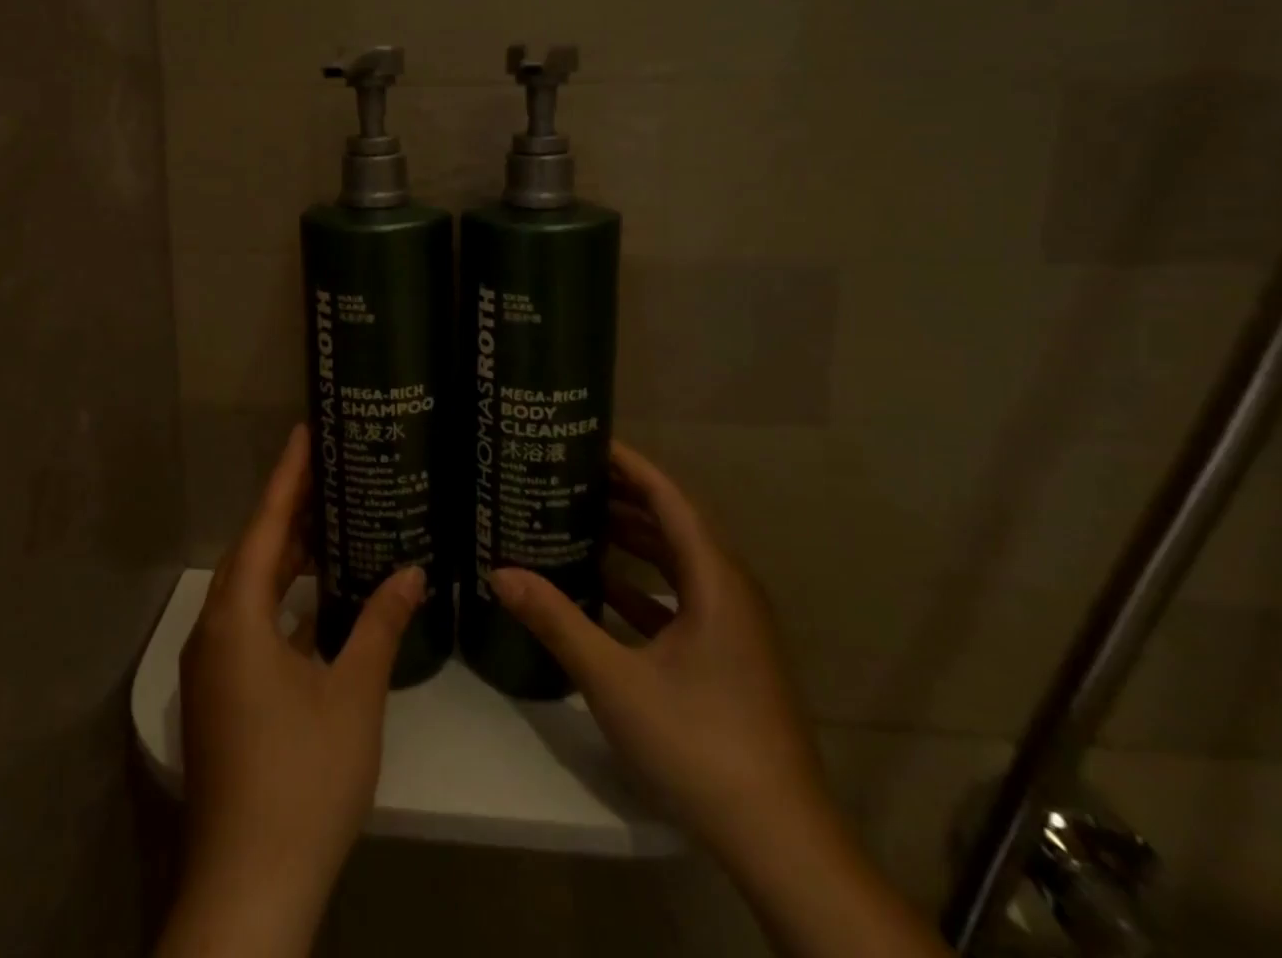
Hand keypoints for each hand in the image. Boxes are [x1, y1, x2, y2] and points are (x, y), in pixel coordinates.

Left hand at [158, 425, 424, 957]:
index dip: (287, 476)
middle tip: (330, 471)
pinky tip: (314, 599)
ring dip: (284, 556)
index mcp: (237, 617)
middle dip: (288, 510)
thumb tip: (412, 570)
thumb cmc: (302, 779)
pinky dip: (280, 597)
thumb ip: (381, 624)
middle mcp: (214, 631)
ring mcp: (212, 666)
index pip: (264, 525)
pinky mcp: (220, 695)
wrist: (248, 889)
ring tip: (329, 522)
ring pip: (249, 588)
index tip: (305, 432)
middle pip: (252, 551)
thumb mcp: (352, 695)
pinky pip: (249, 621)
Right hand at [490, 440, 827, 863]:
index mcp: (715, 580)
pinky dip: (643, 583)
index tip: (587, 439)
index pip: (669, 498)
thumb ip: (557, 621)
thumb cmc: (700, 744)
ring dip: (633, 539)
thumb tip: (500, 572)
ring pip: (679, 562)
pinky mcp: (730, 656)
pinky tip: (602, 586)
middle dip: (623, 496)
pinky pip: (682, 597)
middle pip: (674, 523)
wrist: (781, 842)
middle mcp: (731, 590)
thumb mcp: (615, 679)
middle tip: (569, 474)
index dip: (630, 464)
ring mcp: (735, 626)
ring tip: (578, 518)